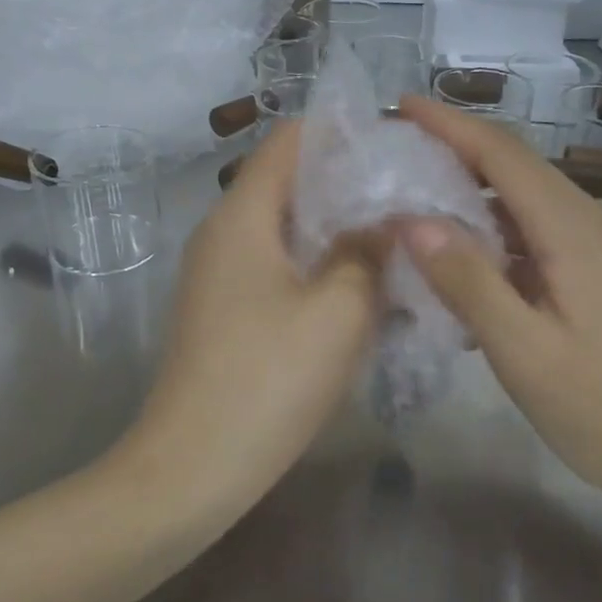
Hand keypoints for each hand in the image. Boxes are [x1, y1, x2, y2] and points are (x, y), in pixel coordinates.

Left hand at [126, 122, 382, 512]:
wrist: (192, 469)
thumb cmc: (268, 380)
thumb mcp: (338, 311)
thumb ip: (367, 253)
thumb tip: (385, 222)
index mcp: (242, 216)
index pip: (290, 140)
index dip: (342, 132)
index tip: (396, 145)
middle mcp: (223, 233)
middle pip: (288, 182)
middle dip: (348, 182)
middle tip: (409, 195)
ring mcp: (219, 274)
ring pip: (285, 229)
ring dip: (336, 229)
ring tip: (395, 238)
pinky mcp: (224, 310)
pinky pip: (277, 267)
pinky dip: (317, 265)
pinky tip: (359, 288)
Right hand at [395, 97, 601, 506]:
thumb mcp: (524, 350)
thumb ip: (468, 282)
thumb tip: (412, 220)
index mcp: (570, 230)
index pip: (502, 154)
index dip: (449, 124)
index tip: (400, 105)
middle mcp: (586, 223)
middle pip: (514, 166)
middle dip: (455, 148)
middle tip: (396, 150)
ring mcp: (594, 249)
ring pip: (523, 200)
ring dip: (471, 190)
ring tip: (415, 196)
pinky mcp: (593, 276)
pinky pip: (533, 235)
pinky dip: (491, 233)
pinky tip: (461, 261)